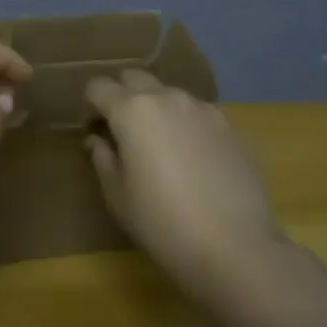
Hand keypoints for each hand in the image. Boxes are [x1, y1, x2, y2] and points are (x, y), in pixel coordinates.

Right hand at [84, 70, 284, 295]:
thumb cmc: (163, 224)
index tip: (94, 131)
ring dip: (156, 108)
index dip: (90, 106)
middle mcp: (167, 98)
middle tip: (122, 132)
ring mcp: (203, 109)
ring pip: (169, 94)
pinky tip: (192, 159)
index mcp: (132, 111)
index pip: (99, 86)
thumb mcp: (118, 196)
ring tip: (161, 146)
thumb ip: (103, 159)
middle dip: (122, 96)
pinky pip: (197, 113)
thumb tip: (98, 140)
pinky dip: (185, 124)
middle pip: (135, 78)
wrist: (235, 248)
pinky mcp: (231, 126)